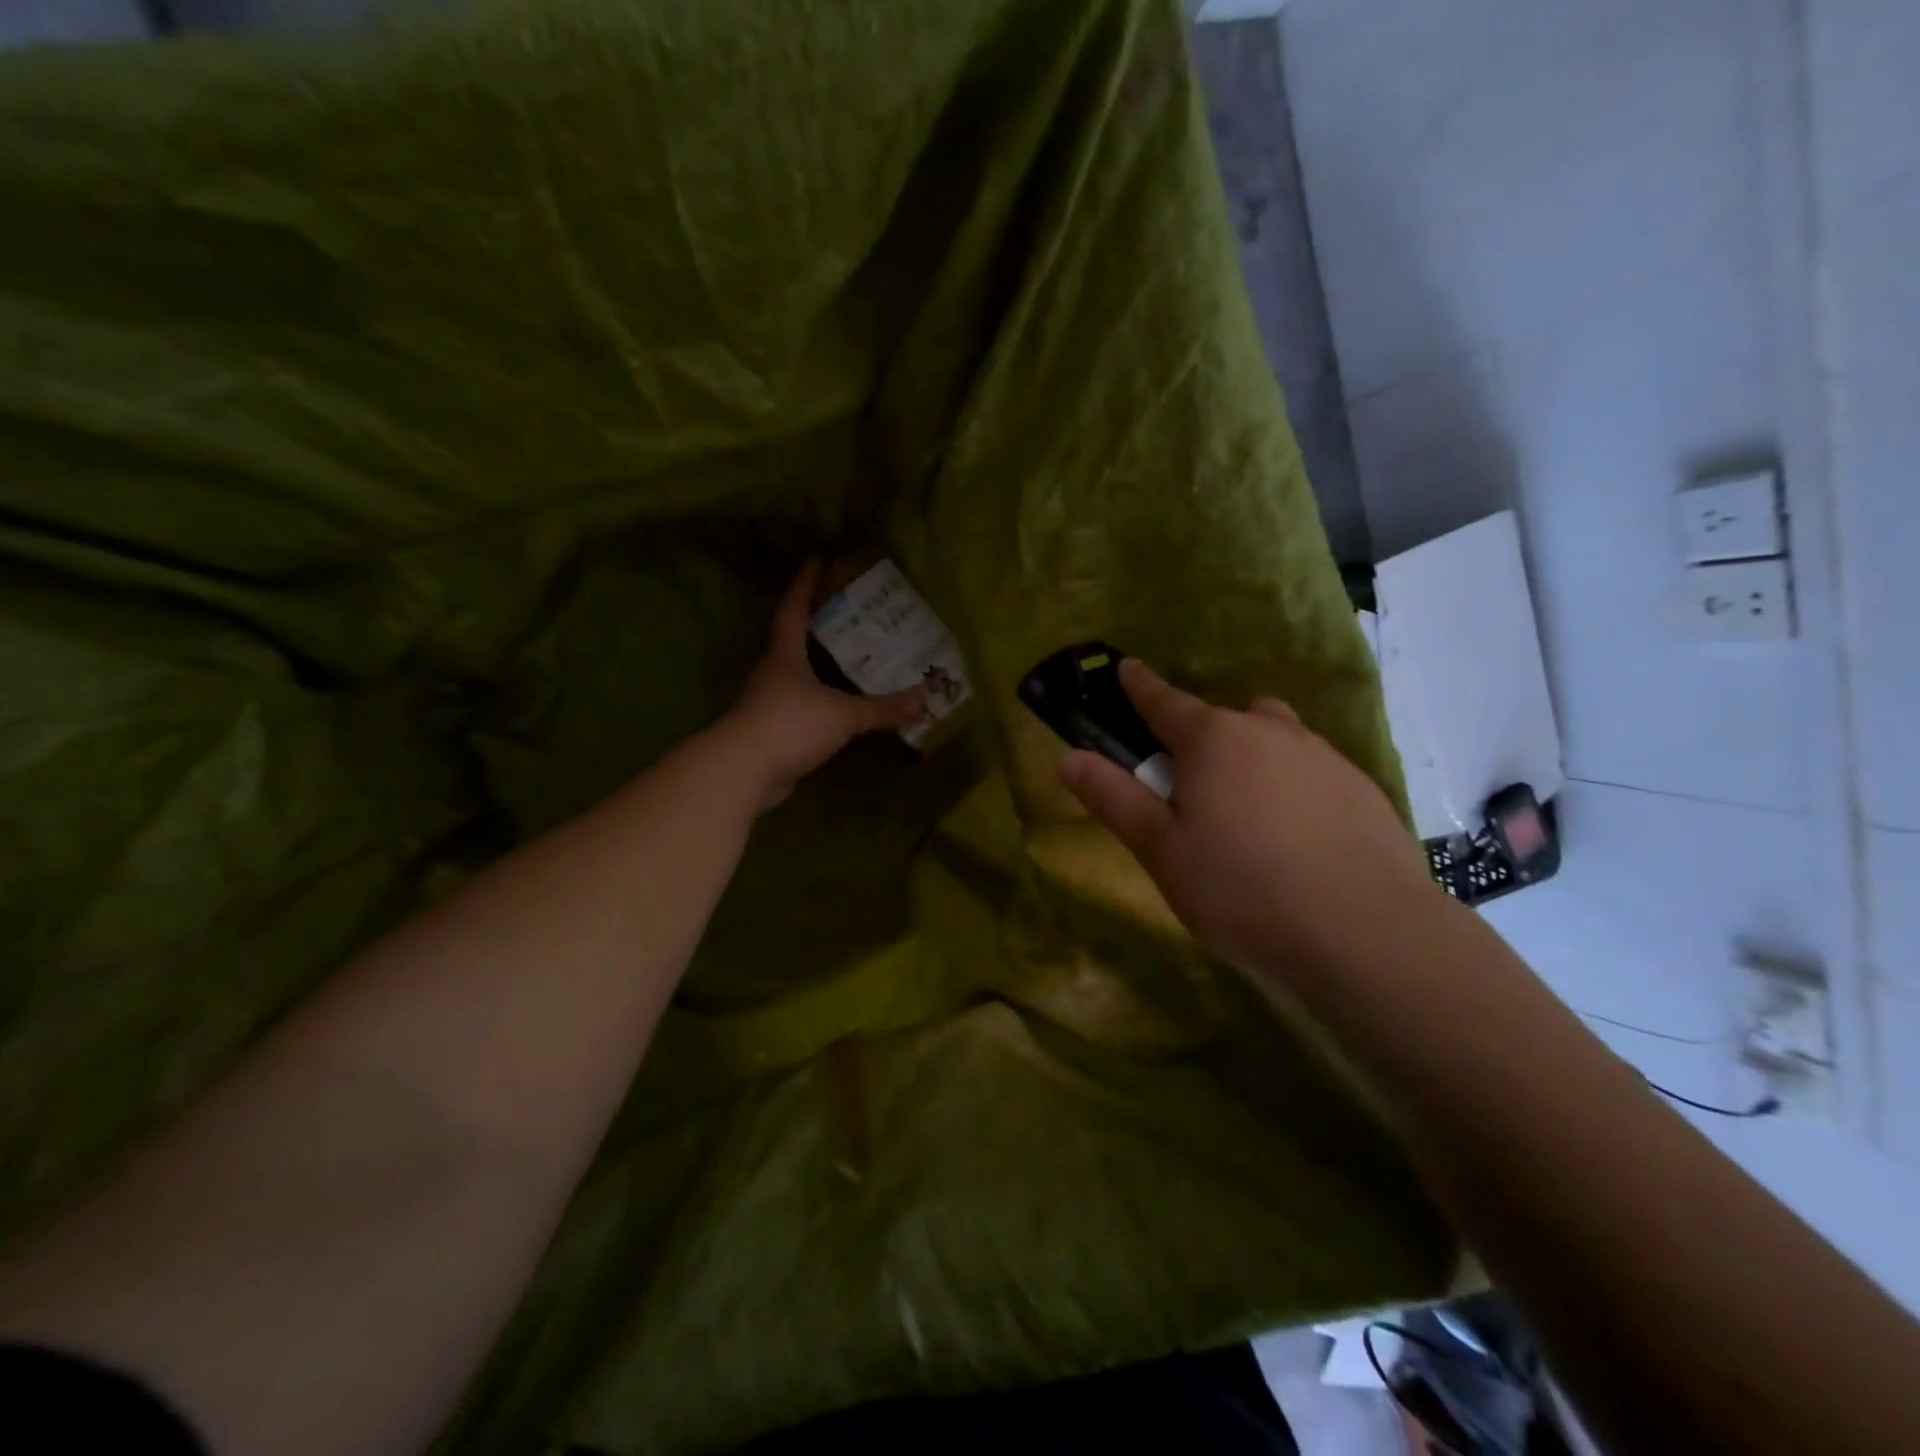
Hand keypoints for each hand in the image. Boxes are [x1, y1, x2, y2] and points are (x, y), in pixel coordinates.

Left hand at [726, 561, 925, 809]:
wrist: (745, 771)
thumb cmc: (790, 725)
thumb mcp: (843, 715)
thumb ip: (882, 709)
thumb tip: (923, 700)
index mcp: (785, 655)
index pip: (794, 609)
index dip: (805, 584)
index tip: (817, 559)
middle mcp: (774, 672)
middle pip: (793, 638)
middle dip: (817, 622)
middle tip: (848, 610)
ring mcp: (770, 702)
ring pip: (798, 674)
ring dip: (820, 665)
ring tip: (851, 657)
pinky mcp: (773, 731)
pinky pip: (803, 706)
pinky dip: (821, 701)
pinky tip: (841, 706)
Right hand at [1059, 659, 1445, 981]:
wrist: (1365, 933)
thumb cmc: (1241, 889)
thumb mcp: (1161, 850)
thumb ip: (1115, 799)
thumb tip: (1070, 757)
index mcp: (1213, 740)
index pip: (1164, 701)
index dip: (1140, 685)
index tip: (1126, 667)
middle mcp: (1269, 732)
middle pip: (1225, 718)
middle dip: (1203, 736)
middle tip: (1192, 784)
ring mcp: (1323, 757)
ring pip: (1275, 739)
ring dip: (1253, 756)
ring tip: (1248, 812)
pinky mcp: (1363, 788)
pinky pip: (1313, 771)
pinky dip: (1294, 787)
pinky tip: (1298, 838)